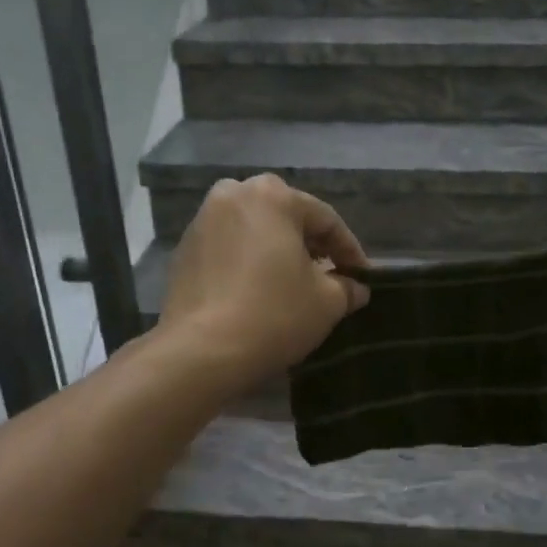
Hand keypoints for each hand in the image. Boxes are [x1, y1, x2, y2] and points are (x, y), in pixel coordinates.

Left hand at [159, 174, 369, 383]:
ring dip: (277, 251)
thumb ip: (346, 287)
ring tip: (294, 283)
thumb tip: (356, 288)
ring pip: (254, 231)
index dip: (349, 250)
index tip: (362, 276)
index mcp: (272, 196)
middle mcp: (233, 195)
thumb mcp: (327, 302)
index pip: (325, 219)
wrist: (202, 351)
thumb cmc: (274, 314)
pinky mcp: (184, 251)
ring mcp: (202, 221)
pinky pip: (229, 249)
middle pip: (286, 217)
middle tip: (330, 274)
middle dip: (311, 245)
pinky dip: (248, 262)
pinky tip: (259, 290)